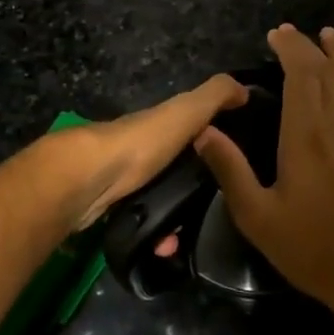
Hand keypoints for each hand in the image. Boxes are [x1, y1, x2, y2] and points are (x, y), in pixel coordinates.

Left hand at [53, 73, 248, 229]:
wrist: (88, 179)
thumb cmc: (142, 142)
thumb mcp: (185, 111)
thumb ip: (215, 96)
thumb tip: (245, 88)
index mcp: (159, 125)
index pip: (192, 129)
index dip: (213, 142)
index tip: (236, 166)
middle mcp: (142, 149)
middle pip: (177, 170)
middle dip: (196, 193)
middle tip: (217, 213)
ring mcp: (125, 179)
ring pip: (161, 201)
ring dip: (176, 220)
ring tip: (185, 238)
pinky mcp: (113, 207)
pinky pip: (144, 223)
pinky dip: (156, 236)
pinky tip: (164, 246)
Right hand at [195, 25, 333, 312]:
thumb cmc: (311, 246)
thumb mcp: (257, 216)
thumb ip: (229, 170)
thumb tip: (202, 131)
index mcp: (307, 135)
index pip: (302, 75)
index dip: (290, 49)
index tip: (274, 35)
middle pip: (326, 71)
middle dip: (307, 46)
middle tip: (287, 33)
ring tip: (327, 35)